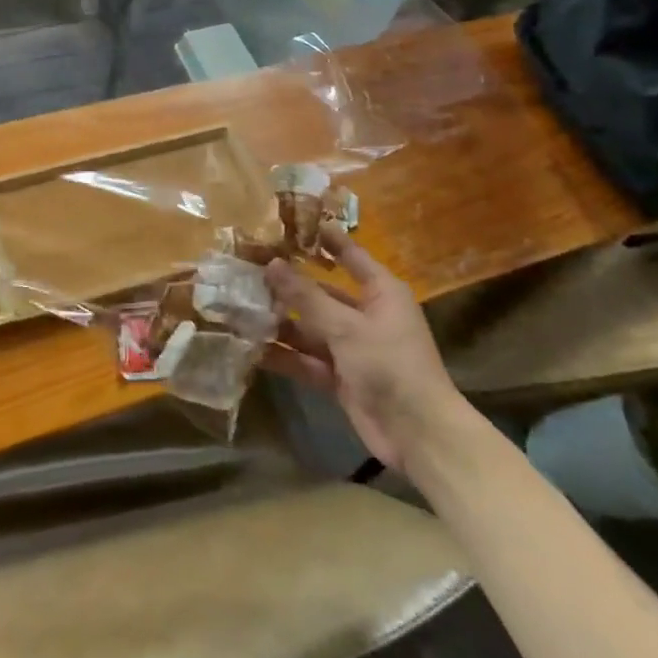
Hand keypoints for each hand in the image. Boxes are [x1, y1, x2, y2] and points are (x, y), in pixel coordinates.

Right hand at [263, 227, 466, 469]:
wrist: (419, 436)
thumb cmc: (390, 366)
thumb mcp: (346, 327)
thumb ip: (306, 296)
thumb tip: (272, 263)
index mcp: (380, 292)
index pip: (350, 255)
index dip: (324, 238)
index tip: (292, 221)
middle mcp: (365, 315)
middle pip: (320, 293)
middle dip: (286, 285)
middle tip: (246, 269)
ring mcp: (351, 347)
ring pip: (309, 327)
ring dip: (279, 321)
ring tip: (239, 307)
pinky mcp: (340, 377)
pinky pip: (306, 359)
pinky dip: (284, 355)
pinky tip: (251, 348)